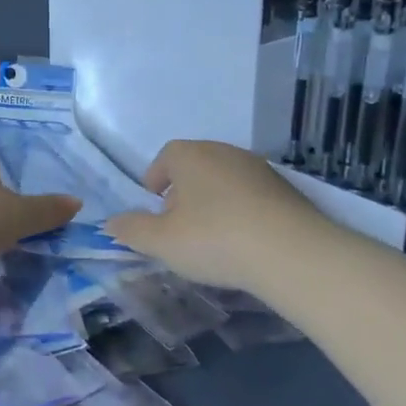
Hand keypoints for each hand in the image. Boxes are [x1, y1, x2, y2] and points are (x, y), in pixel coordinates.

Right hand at [104, 139, 337, 292]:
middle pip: (195, 167)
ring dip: (213, 202)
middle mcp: (224, 152)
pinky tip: (243, 241)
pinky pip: (251, 196)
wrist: (293, 254)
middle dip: (183, 192)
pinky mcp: (287, 190)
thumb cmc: (215, 239)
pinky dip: (241, 211)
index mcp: (190, 155)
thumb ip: (132, 230)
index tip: (154, 207)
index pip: (165, 157)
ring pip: (224, 180)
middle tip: (178, 225)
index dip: (155, 180)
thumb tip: (112, 222)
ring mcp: (259, 169)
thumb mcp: (161, 242)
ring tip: (211, 237)